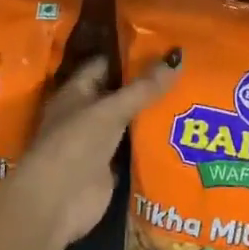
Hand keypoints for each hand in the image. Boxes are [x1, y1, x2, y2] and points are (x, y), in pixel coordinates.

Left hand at [15, 53, 181, 249]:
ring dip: (153, 114)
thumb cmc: (75, 144)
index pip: (106, 65)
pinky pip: (135, 149)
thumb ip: (143, 88)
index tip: (164, 46)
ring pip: (130, 122)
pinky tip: (181, 132)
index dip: (131, 55)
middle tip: (187, 70)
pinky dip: (153, 142)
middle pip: (121, 94)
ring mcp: (98, 142)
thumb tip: (177, 57)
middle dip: (149, 85)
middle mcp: (86, 114)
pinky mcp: (110, 167)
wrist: (57, 203)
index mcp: (76, 92)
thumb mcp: (110, 110)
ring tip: (191, 96)